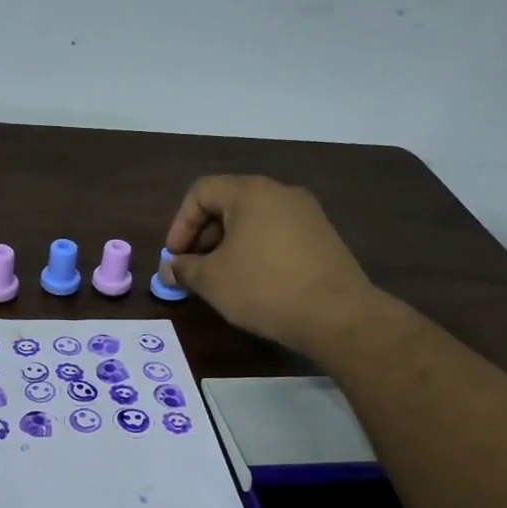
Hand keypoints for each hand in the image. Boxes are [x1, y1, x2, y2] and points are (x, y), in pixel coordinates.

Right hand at [162, 175, 380, 354]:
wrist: (337, 315)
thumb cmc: (264, 288)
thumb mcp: (213, 280)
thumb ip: (184, 269)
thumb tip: (169, 269)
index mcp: (250, 192)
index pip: (201, 192)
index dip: (180, 224)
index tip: (174, 257)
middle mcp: (280, 192)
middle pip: (229, 202)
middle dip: (203, 235)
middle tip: (193, 268)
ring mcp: (307, 213)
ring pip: (254, 219)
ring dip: (229, 243)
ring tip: (221, 277)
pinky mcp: (323, 236)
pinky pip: (277, 233)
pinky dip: (256, 249)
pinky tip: (253, 280)